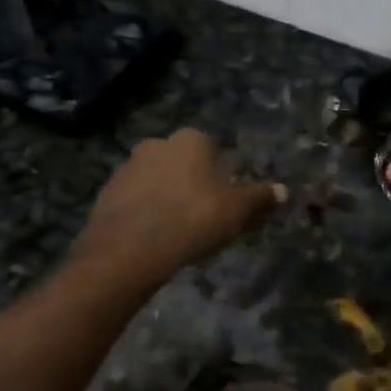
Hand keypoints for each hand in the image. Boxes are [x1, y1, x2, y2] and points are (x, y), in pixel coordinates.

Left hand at [75, 129, 285, 288]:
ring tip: (177, 230)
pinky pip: (135, 199)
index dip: (222, 175)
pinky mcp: (107, 192)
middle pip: (184, 163)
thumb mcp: (236, 211)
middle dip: (193, 183)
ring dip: (167, 197)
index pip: (214, 149)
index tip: (225, 201)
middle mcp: (158, 143)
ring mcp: (128, 166)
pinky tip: (153, 237)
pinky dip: (145, 212)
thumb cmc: (192, 220)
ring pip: (157, 179)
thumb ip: (260, 199)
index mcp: (191, 140)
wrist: (128, 251)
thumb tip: (283, 191)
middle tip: (203, 216)